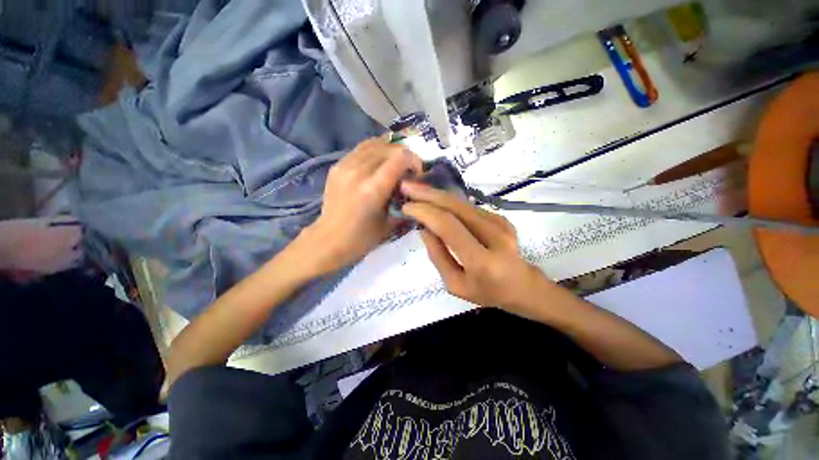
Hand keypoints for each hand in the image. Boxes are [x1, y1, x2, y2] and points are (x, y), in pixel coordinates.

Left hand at [300, 138, 421, 272]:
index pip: (400, 157)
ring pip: (374, 144)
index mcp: (373, 188)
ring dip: (389, 151)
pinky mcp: (337, 166)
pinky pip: (360, 149)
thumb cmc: (362, 238)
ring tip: (393, 164)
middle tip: (407, 170)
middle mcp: (358, 171)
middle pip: (388, 147)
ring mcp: (345, 166)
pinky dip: (374, 152)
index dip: (414, 161)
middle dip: (404, 155)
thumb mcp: (390, 224)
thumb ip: (404, 202)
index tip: (417, 173)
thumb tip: (414, 188)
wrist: (329, 240)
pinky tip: (377, 164)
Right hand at [400, 181, 551, 314]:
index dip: (425, 212)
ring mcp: (501, 224)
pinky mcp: (502, 218)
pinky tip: (436, 200)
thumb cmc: (487, 292)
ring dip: (438, 194)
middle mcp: (495, 236)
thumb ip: (438, 256)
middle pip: (456, 207)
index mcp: (481, 260)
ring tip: (417, 189)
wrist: (523, 286)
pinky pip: (470, 208)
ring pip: (463, 203)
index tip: (406, 207)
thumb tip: (424, 229)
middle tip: (407, 186)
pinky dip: (450, 202)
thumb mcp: (455, 284)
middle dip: (428, 194)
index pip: (448, 226)